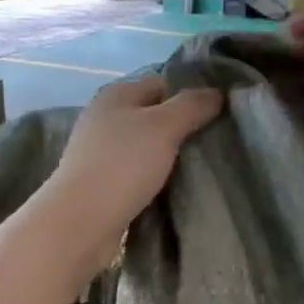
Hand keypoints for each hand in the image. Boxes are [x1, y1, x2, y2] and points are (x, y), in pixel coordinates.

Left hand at [40, 74, 222, 267]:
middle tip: (216, 143)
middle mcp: (106, 118)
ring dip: (171, 156)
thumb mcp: (163, 127)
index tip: (220, 114)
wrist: (82, 221)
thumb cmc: (123, 165)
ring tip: (201, 168)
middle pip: (154, 116)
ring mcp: (102, 153)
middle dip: (183, 128)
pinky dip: (156, 178)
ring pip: (147, 147)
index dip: (191, 94)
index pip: (162, 83)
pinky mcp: (103, 183)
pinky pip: (138, 173)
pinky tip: (175, 189)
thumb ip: (192, 106)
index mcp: (117, 95)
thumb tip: (217, 92)